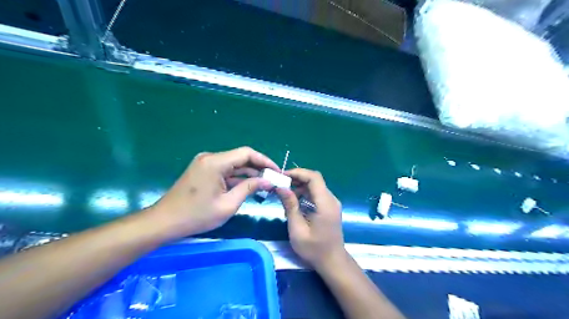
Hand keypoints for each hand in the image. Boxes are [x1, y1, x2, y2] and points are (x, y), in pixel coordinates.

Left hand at [145, 147, 277, 238]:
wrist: (165, 222)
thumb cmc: (197, 215)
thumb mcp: (228, 204)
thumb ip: (249, 188)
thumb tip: (268, 181)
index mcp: (215, 162)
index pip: (246, 153)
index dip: (264, 160)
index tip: (276, 171)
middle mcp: (210, 157)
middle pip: (240, 158)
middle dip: (258, 168)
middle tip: (273, 180)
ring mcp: (205, 163)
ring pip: (233, 164)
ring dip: (248, 173)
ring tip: (264, 184)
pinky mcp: (203, 170)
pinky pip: (225, 170)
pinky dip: (237, 177)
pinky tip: (248, 186)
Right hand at [275, 168, 346, 270]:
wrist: (332, 262)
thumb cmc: (314, 249)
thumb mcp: (297, 229)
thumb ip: (290, 206)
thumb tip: (281, 187)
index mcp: (325, 203)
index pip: (314, 177)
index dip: (298, 172)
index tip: (282, 176)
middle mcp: (331, 199)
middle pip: (315, 180)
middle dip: (297, 179)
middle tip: (280, 185)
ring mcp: (332, 203)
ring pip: (315, 186)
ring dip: (300, 187)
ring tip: (285, 196)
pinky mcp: (330, 207)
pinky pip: (317, 194)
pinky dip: (305, 193)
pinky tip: (295, 203)